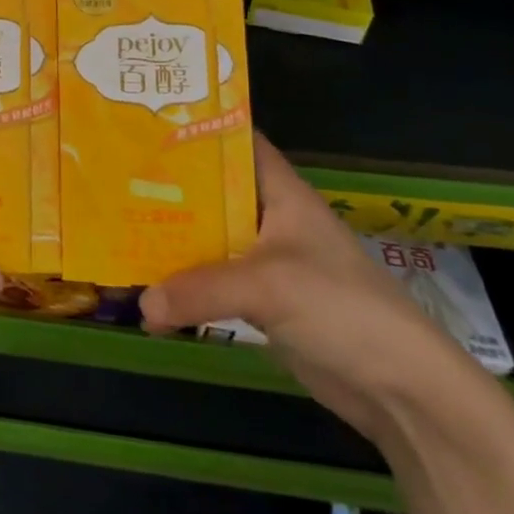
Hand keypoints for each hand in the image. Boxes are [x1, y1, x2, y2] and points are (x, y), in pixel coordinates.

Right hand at [138, 132, 474, 440]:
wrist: (401, 389)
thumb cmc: (342, 308)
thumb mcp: (267, 286)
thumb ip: (199, 289)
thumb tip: (141, 304)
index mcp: (280, 193)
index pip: (236, 143)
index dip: (196, 128)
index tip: (144, 124)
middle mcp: (270, 218)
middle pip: (210, 192)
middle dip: (165, 187)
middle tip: (111, 178)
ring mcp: (265, 261)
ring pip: (206, 238)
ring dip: (168, 239)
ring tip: (114, 229)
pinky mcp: (262, 301)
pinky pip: (211, 281)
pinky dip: (182, 283)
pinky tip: (145, 289)